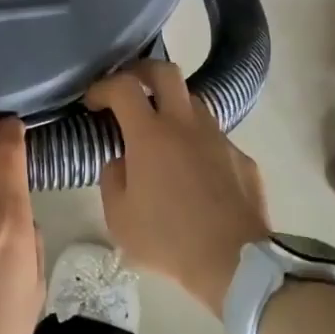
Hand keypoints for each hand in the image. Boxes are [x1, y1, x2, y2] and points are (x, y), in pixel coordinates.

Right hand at [86, 62, 270, 312]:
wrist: (234, 262)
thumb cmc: (168, 240)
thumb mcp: (119, 218)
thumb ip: (112, 178)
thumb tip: (121, 160)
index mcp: (150, 135)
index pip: (123, 87)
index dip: (103, 86)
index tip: (93, 101)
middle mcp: (185, 124)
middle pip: (165, 71)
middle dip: (142, 71)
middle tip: (129, 88)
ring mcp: (218, 137)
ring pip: (194, 102)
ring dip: (172, 107)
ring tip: (161, 132)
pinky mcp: (241, 157)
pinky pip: (214, 138)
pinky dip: (197, 144)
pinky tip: (194, 173)